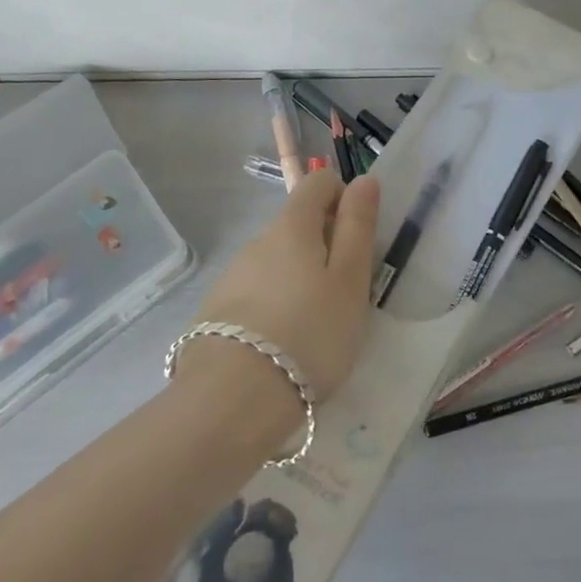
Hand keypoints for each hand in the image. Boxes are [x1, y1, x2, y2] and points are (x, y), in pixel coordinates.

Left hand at [186, 169, 379, 402]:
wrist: (230, 402)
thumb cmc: (308, 333)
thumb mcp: (350, 281)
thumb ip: (358, 226)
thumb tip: (364, 179)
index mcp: (293, 225)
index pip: (318, 182)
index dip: (343, 197)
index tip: (358, 239)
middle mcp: (258, 240)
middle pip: (298, 224)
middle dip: (325, 246)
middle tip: (344, 294)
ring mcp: (233, 276)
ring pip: (277, 261)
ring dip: (299, 278)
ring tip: (314, 328)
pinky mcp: (216, 312)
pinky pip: (257, 293)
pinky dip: (275, 305)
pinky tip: (282, 346)